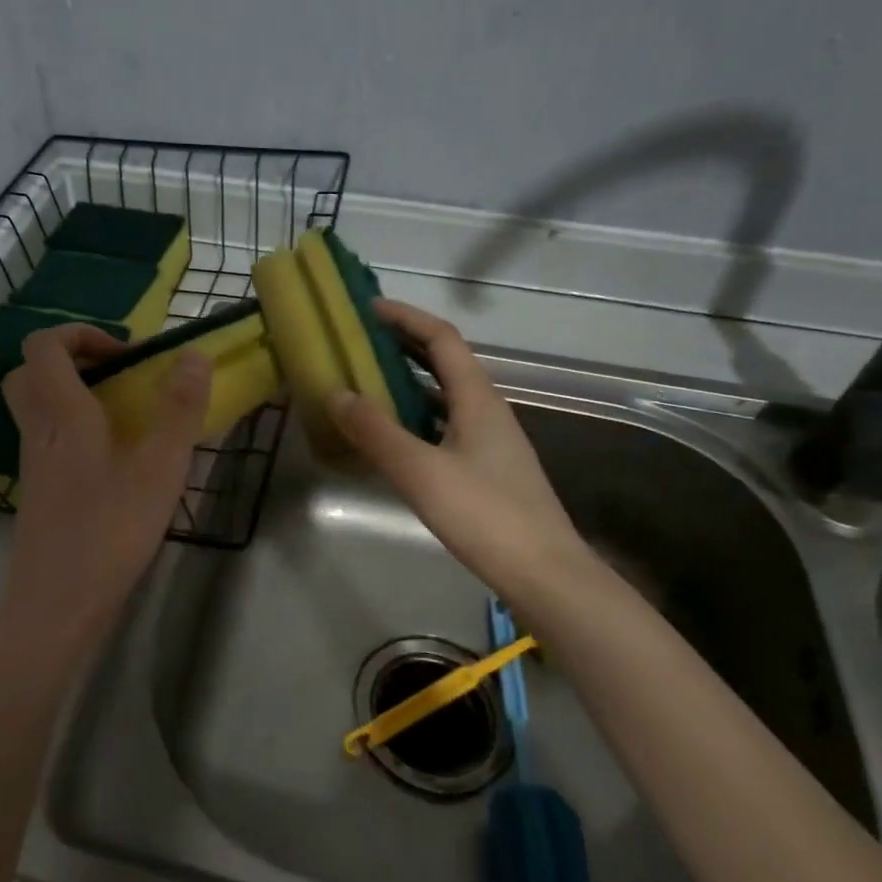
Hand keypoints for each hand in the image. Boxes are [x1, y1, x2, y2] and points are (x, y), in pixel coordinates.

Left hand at [0, 325, 211, 648]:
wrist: (57, 604)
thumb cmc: (110, 531)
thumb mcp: (160, 468)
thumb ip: (179, 410)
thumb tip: (193, 355)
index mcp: (62, 414)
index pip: (44, 346)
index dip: (80, 334)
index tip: (125, 355)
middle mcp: (39, 431)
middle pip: (30, 373)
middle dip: (71, 360)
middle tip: (117, 376)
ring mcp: (34, 464)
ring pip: (37, 408)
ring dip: (73, 395)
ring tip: (125, 414)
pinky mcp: (39, 492)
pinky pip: (48, 440)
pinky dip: (74, 430)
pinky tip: (115, 460)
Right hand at [328, 299, 598, 607]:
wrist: (544, 573)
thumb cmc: (484, 515)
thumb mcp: (420, 471)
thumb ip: (376, 432)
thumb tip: (337, 392)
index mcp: (477, 398)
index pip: (441, 338)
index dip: (405, 317)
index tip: (368, 308)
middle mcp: (487, 409)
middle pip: (445, 361)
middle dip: (404, 345)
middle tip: (361, 342)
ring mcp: (490, 439)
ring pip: (446, 395)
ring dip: (410, 381)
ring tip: (368, 382)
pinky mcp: (487, 467)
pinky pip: (446, 424)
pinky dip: (417, 417)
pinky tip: (394, 436)